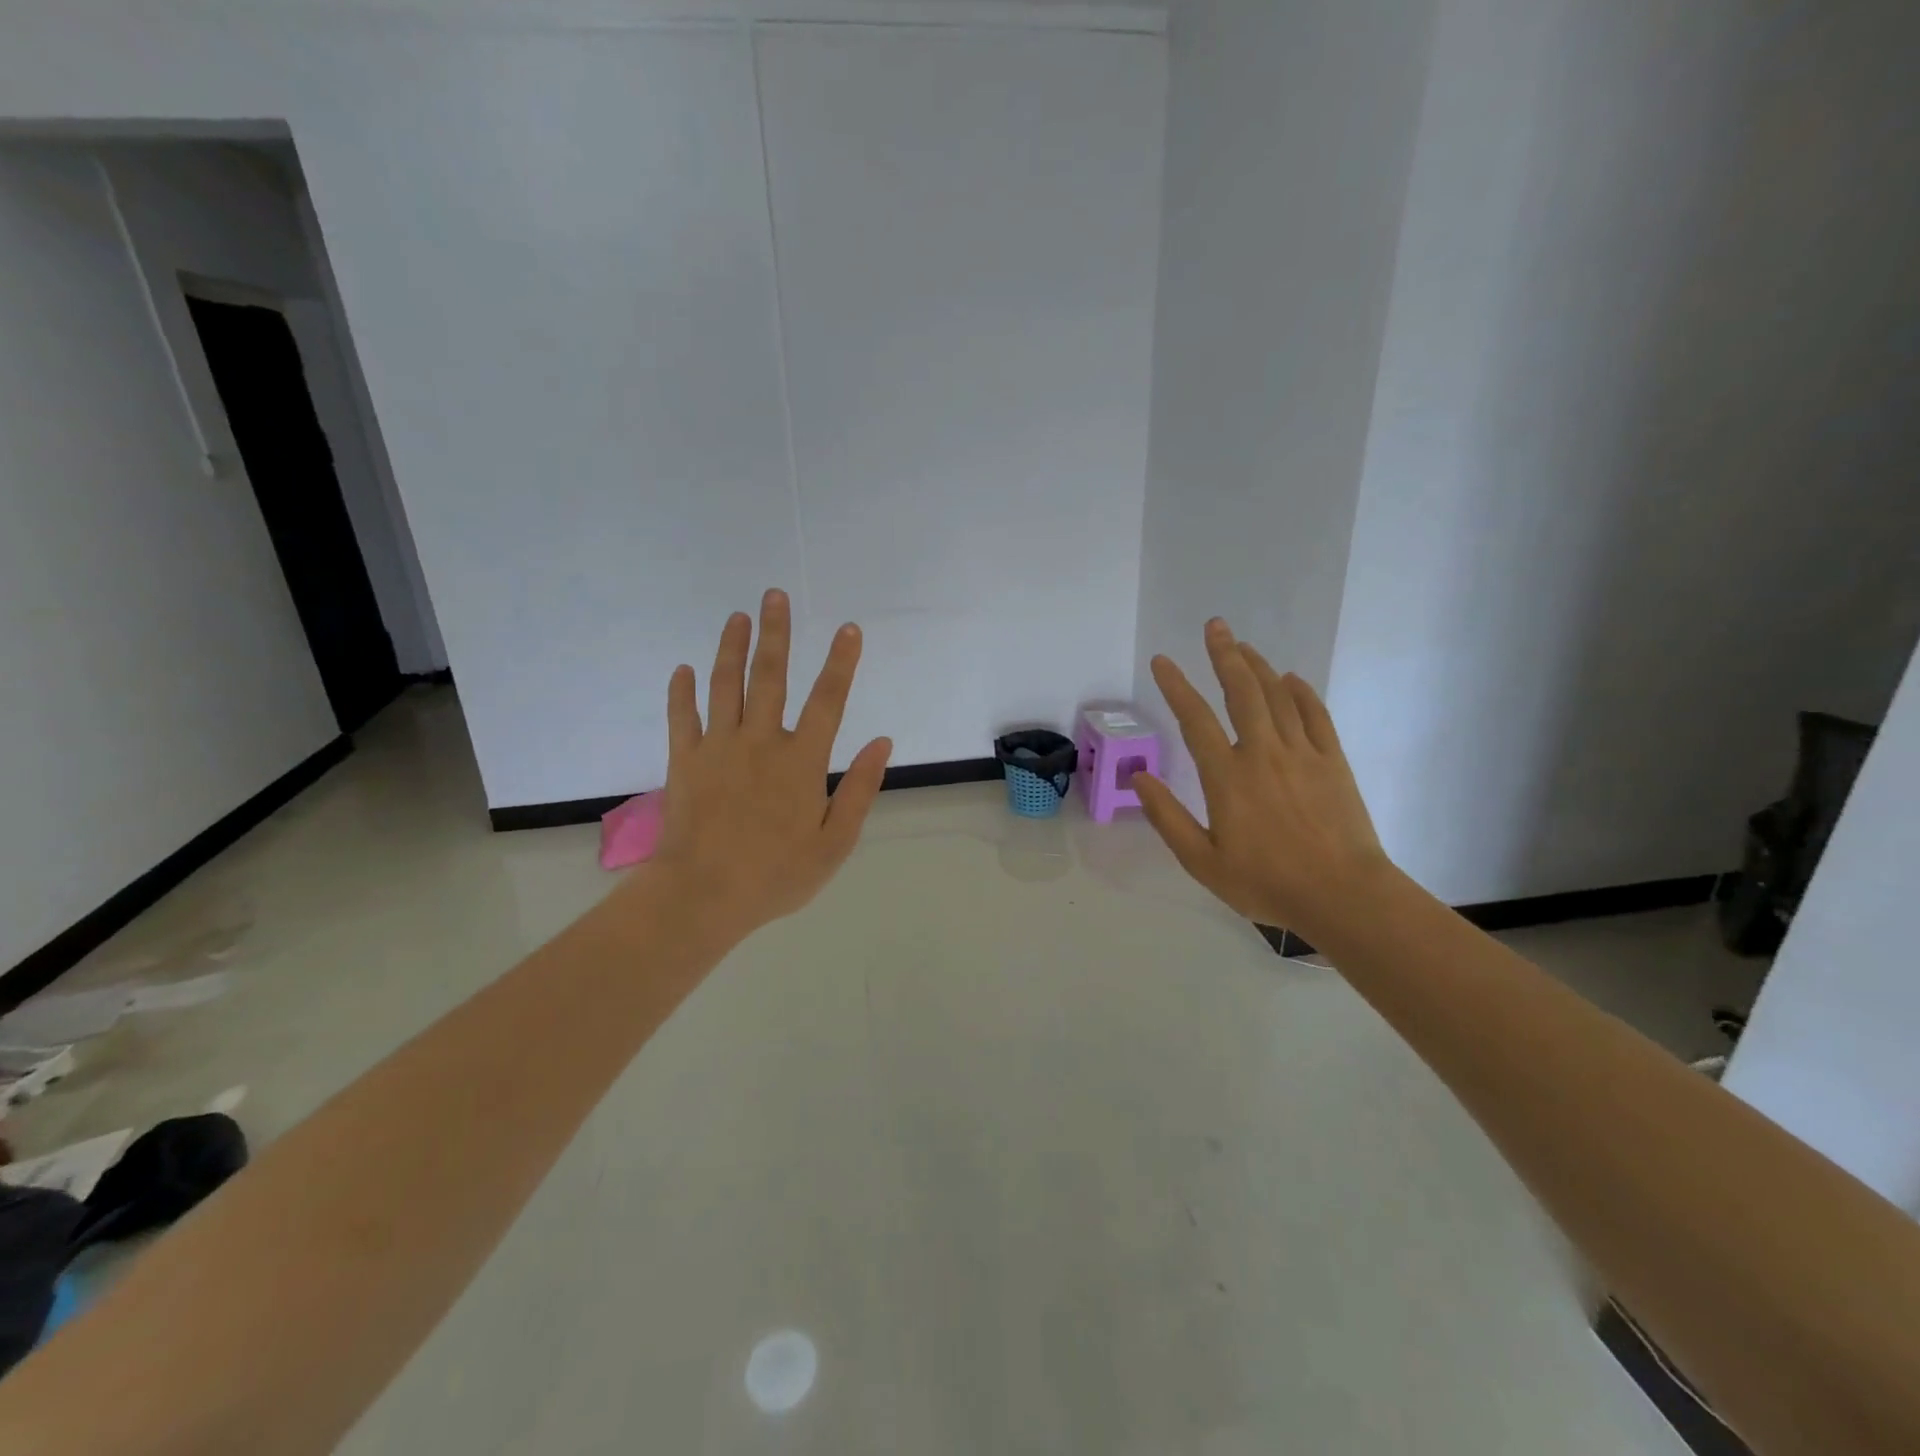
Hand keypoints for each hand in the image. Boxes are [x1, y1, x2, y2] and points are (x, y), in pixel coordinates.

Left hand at [638, 589, 891, 942]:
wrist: (702, 896)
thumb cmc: (776, 874)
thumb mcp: (835, 842)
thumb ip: (860, 789)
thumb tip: (882, 743)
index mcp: (801, 761)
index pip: (828, 700)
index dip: (841, 662)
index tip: (848, 629)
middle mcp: (760, 742)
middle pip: (769, 677)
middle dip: (775, 633)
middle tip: (775, 595)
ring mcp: (717, 748)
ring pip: (724, 686)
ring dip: (731, 648)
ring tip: (737, 616)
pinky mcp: (684, 761)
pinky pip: (682, 717)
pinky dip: (681, 692)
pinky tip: (682, 669)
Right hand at [1133, 618, 1390, 941]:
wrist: (1343, 895)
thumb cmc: (1266, 883)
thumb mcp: (1202, 862)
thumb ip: (1167, 818)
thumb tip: (1139, 778)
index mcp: (1227, 777)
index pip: (1195, 719)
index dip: (1176, 686)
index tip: (1162, 661)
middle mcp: (1262, 753)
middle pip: (1242, 692)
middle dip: (1224, 655)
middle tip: (1215, 626)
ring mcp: (1302, 753)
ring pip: (1277, 696)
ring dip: (1258, 666)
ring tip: (1242, 645)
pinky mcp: (1332, 761)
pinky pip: (1315, 715)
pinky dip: (1302, 693)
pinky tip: (1291, 679)